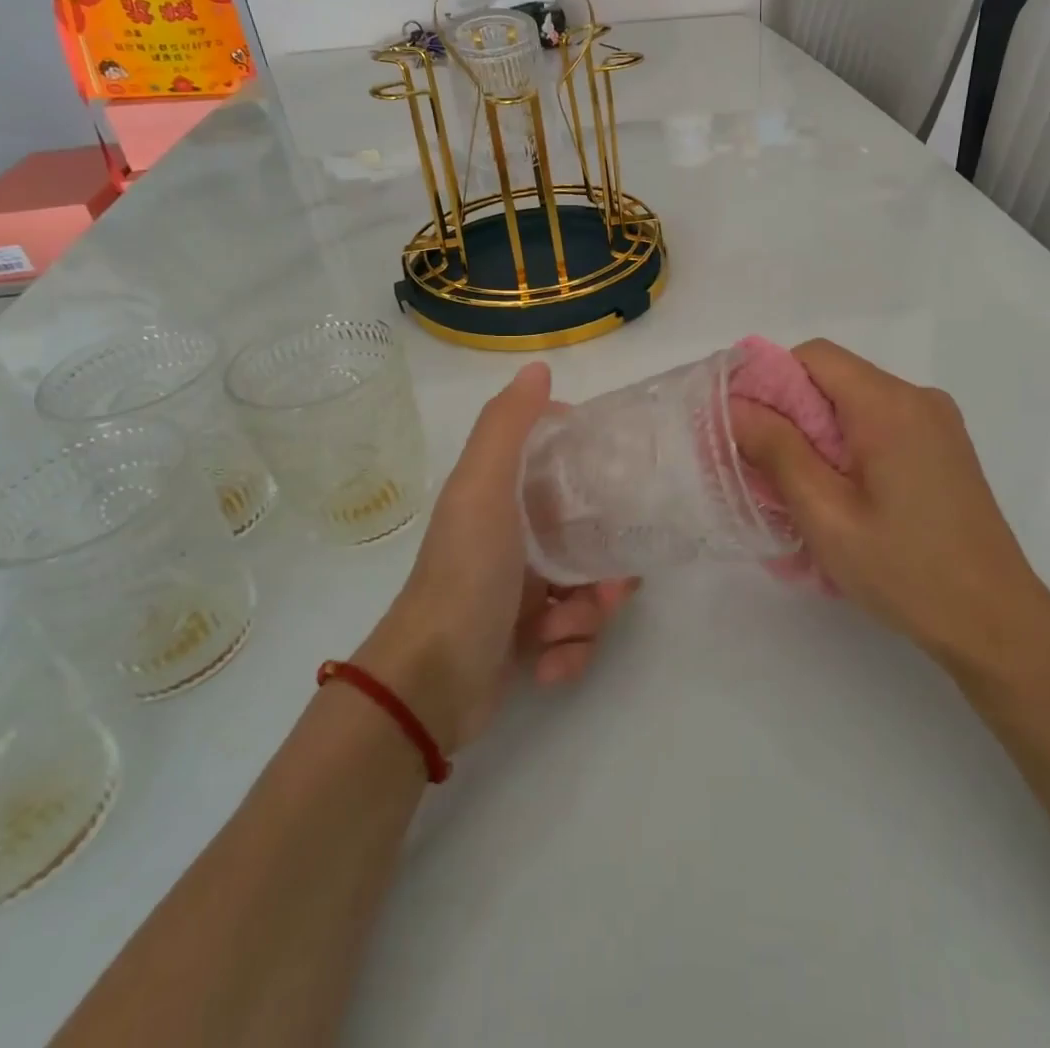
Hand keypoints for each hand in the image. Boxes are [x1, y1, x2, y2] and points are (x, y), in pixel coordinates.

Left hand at [353, 362, 638, 752]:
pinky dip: (568, 653)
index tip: (619, 488)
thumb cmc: (466, 574)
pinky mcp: (522, 642)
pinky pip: (570, 638)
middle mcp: (510, 543)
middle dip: (605, 565)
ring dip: (588, 614)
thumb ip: (508, 425)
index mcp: (500, 501)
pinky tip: (548, 663)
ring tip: (568, 628)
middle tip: (612, 584)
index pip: (558, 471)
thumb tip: (538, 366)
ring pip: (584, 591)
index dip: (590, 475)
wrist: (430, 682)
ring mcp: (516, 594)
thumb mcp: (483, 488)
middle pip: (583, 538)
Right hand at [731, 340, 1049, 678]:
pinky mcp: (944, 447)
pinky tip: (842, 496)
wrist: (996, 622)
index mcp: (889, 405)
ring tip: (800, 490)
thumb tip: (736, 405)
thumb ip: (777, 451)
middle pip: (834, 379)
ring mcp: (937, 422)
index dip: (768, 381)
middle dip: (789, 414)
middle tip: (763, 468)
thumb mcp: (826, 514)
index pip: (813, 356)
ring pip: (854, 404)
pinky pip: (880, 425)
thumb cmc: (905, 570)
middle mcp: (918, 398)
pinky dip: (848, 446)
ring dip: (816, 434)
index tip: (742, 427)